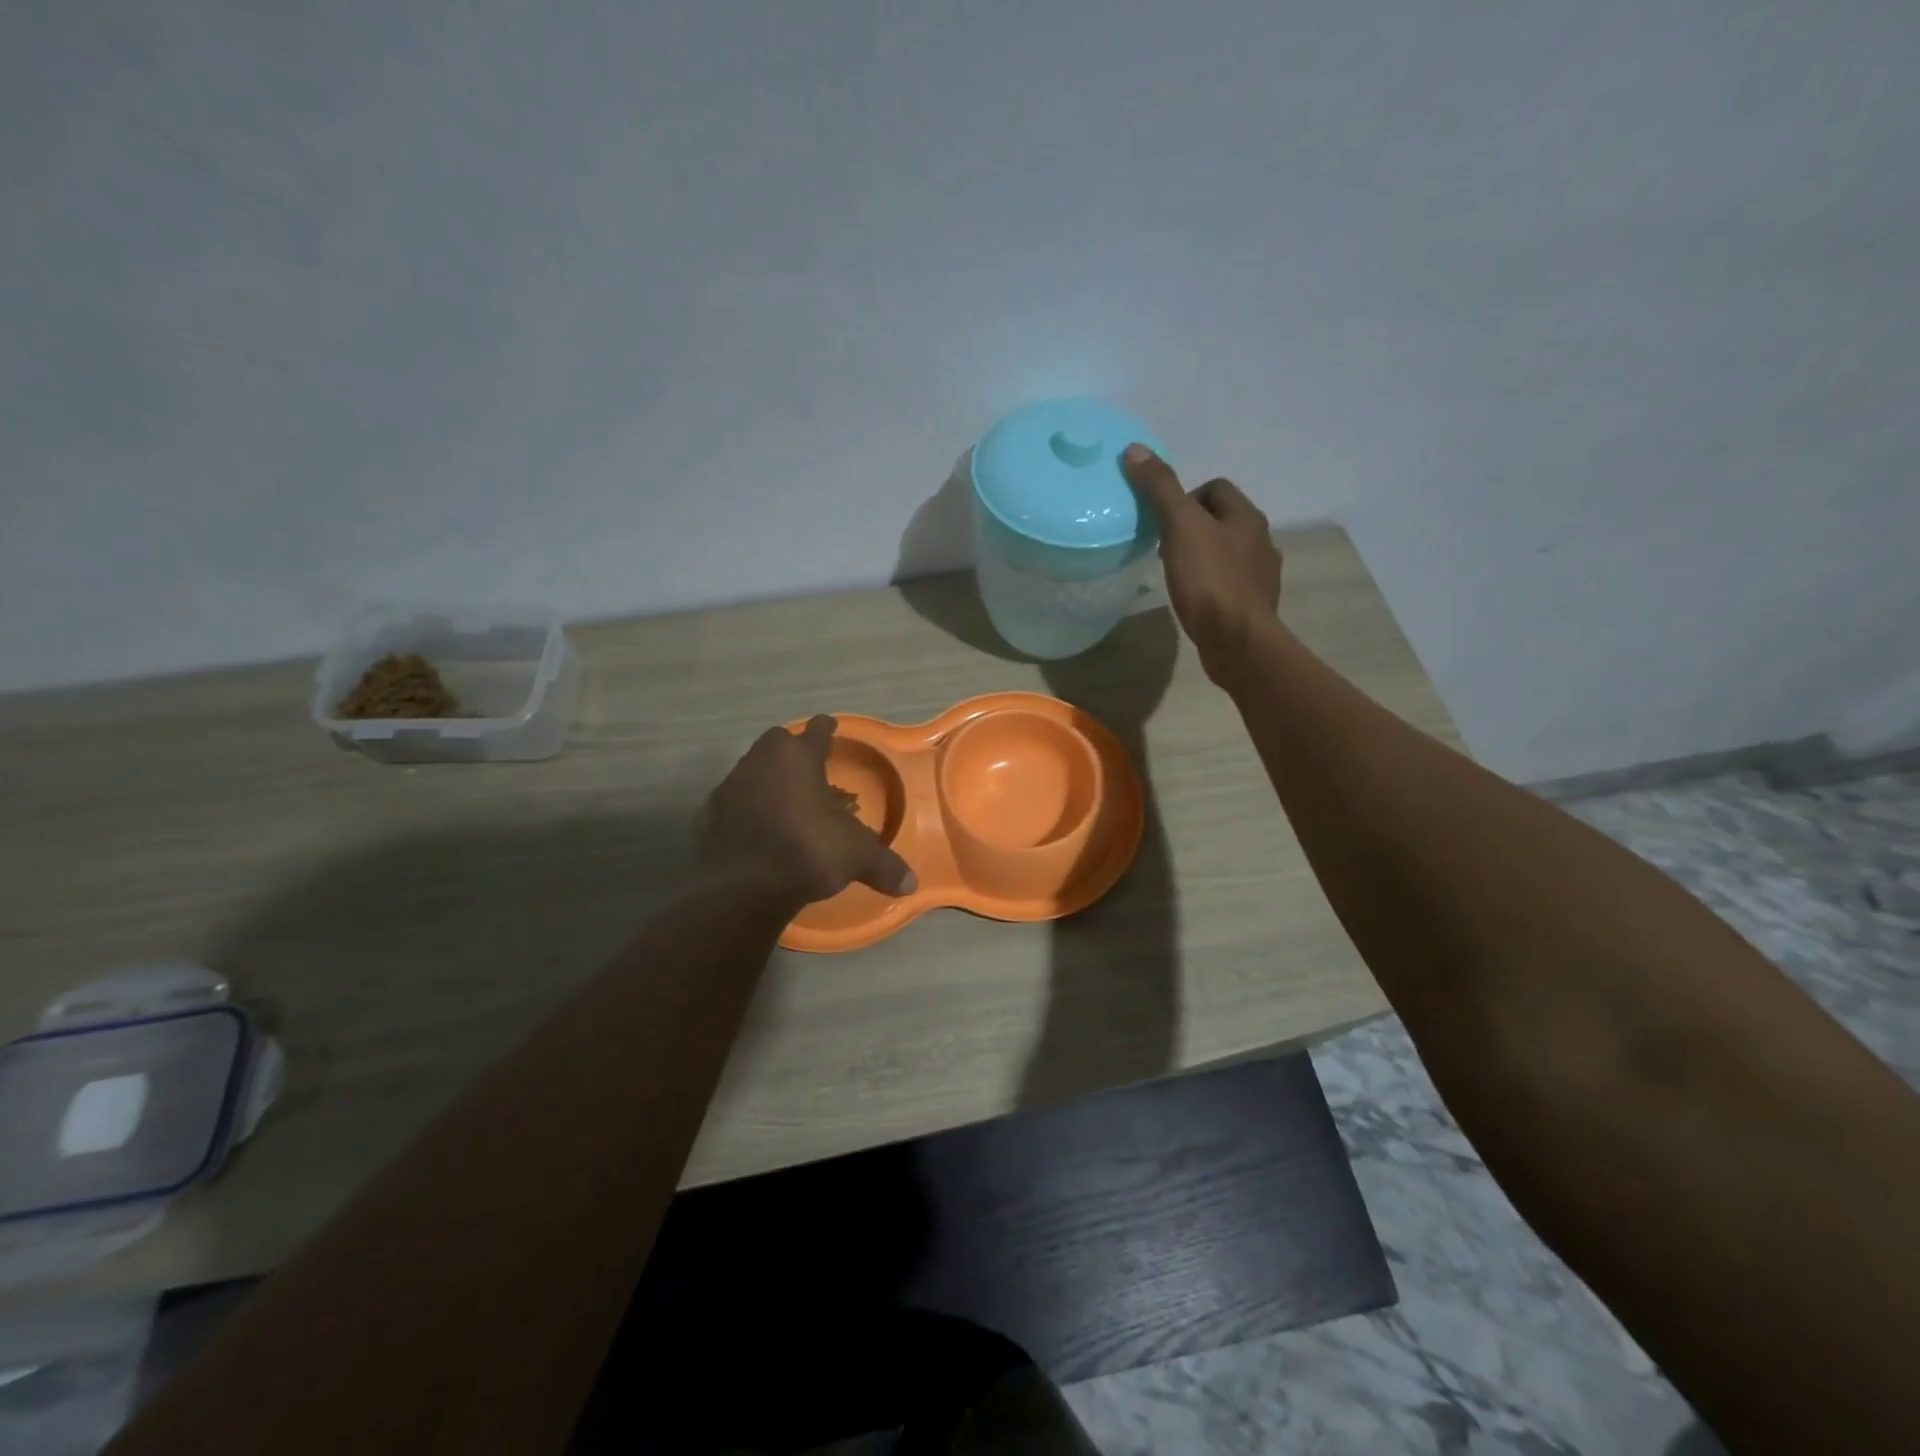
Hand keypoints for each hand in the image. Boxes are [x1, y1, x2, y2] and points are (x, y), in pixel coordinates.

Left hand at [698, 715, 917, 907]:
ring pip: (752, 770)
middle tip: (808, 770)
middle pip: (777, 742)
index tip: (831, 727)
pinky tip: (756, 828)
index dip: (827, 729)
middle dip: (792, 751)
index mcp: (798, 758)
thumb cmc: (807, 851)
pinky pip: (732, 803)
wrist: (742, 886)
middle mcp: (761, 761)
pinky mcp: (708, 814)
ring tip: (784, 803)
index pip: (817, 731)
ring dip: (767, 780)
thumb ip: (884, 865)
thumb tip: (912, 884)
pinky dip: (745, 810)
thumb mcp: (857, 857)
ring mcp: (730, 785)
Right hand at [1122, 444, 1281, 679]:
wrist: (1238, 641)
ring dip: (1203, 556)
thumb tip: (1135, 449)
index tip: (1163, 521)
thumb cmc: (1210, 581)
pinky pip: (1229, 584)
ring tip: (1177, 574)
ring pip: (1227, 553)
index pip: (1216, 487)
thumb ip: (1160, 488)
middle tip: (1164, 548)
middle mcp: (1261, 540)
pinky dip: (1211, 585)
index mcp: (1246, 516)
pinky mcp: (1253, 606)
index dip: (1186, 496)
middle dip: (1193, 527)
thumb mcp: (1180, 526)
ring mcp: (1261, 575)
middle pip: (1222, 520)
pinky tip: (1195, 600)